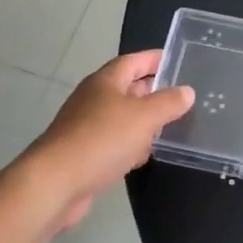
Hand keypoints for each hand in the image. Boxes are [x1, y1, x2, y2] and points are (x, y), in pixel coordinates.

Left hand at [24, 52, 194, 229]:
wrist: (56, 183)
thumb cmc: (102, 139)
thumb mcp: (144, 116)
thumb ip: (168, 102)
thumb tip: (187, 91)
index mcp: (106, 81)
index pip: (133, 61)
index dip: (154, 59)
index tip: (176, 60)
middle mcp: (94, 99)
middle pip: (128, 88)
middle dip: (153, 91)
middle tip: (181, 96)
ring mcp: (87, 127)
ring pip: (122, 118)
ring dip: (144, 121)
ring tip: (170, 126)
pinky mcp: (85, 154)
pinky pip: (114, 142)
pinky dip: (131, 146)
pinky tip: (143, 156)